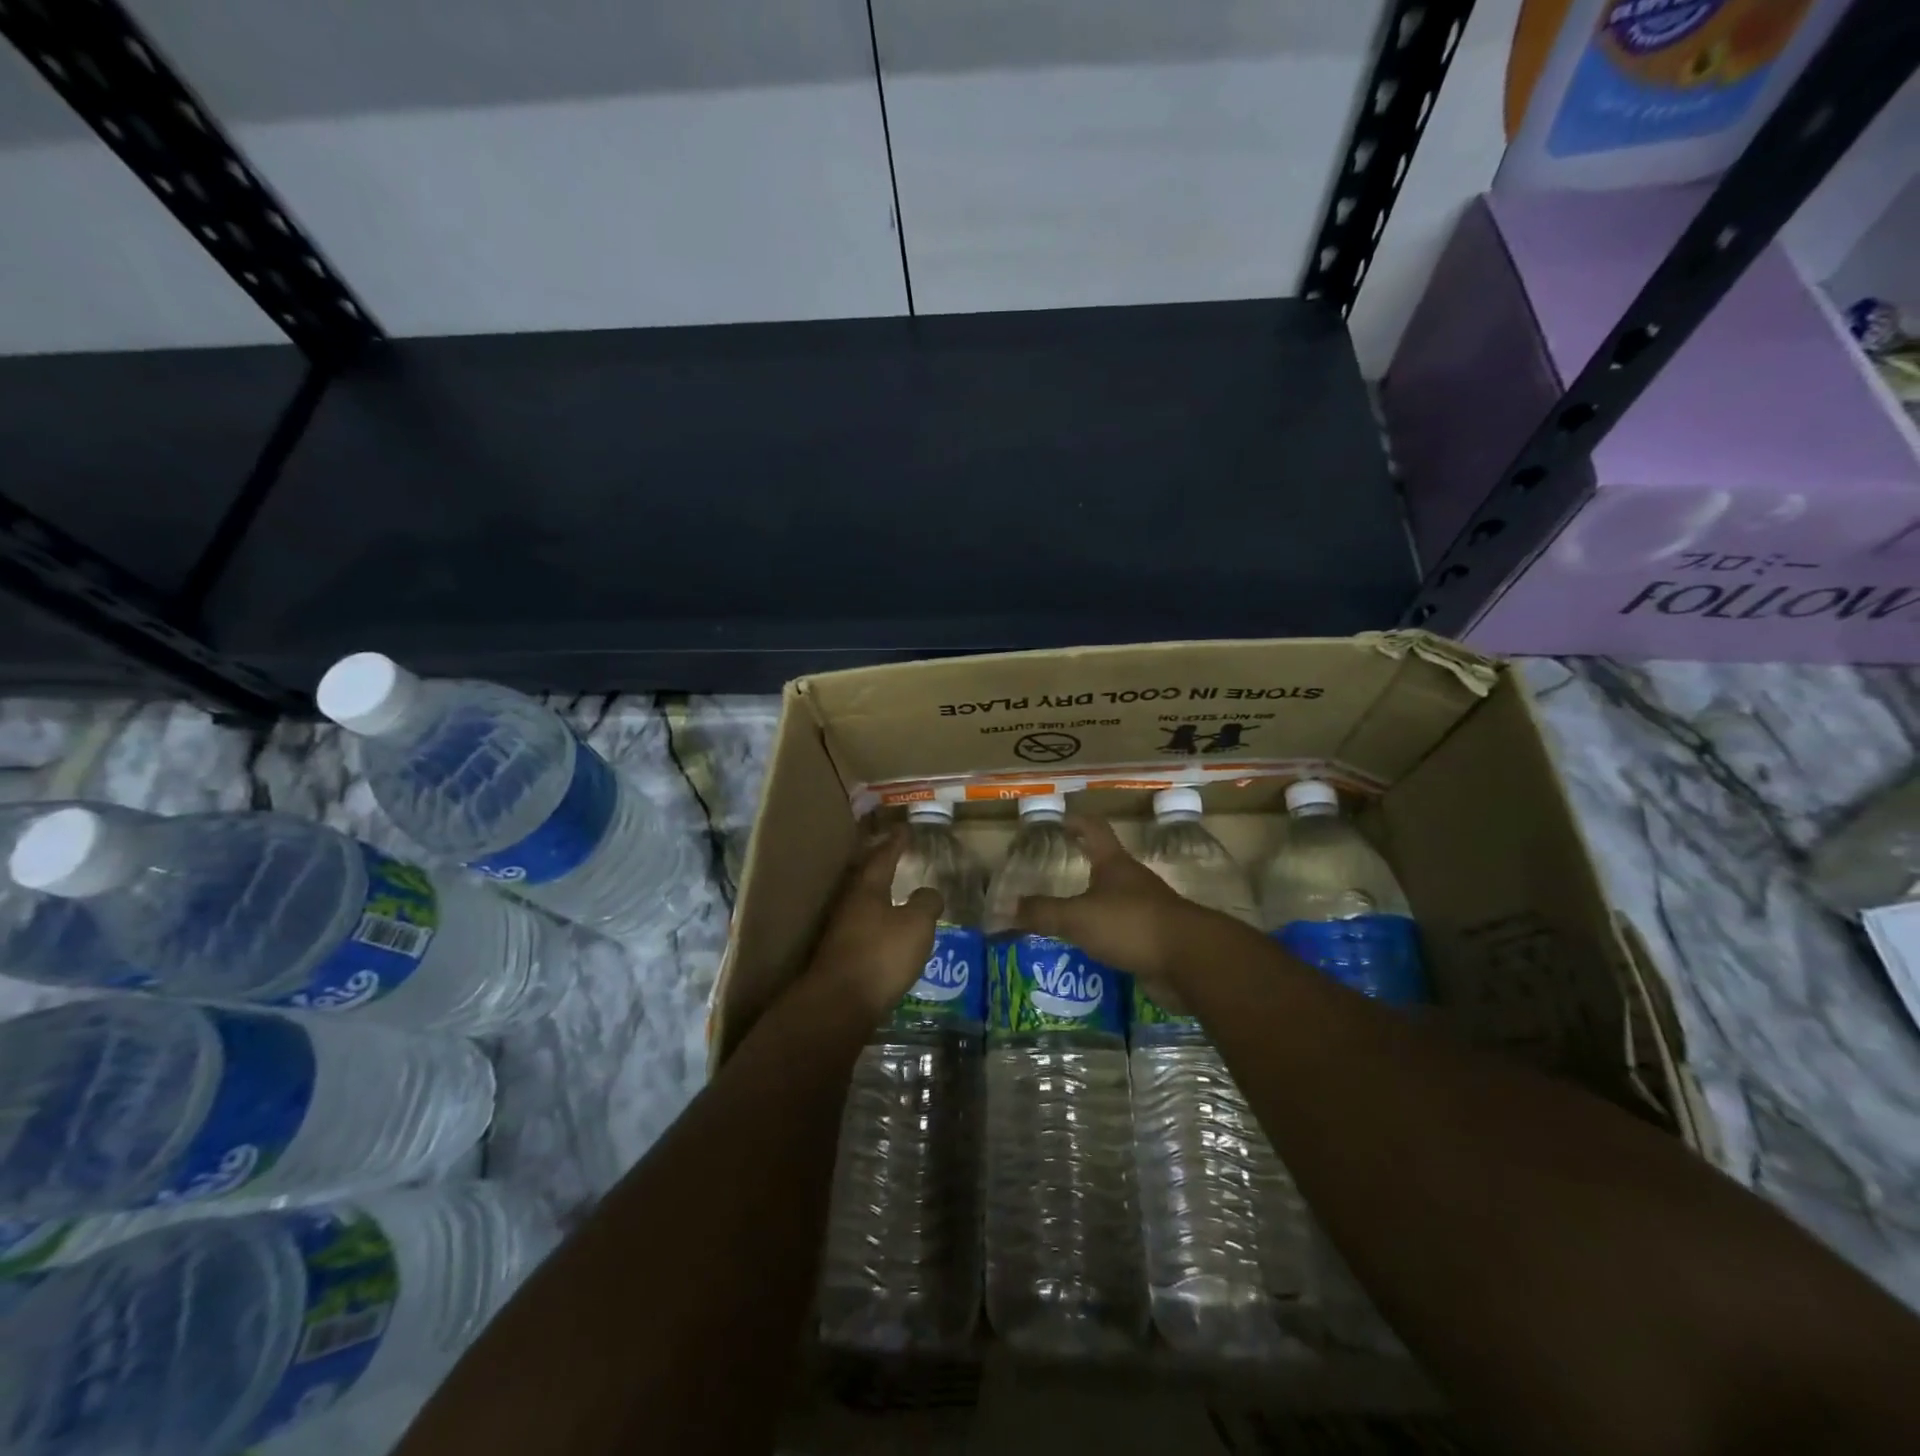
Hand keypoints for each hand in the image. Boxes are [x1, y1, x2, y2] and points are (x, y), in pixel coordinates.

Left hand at [807, 828, 942, 1021]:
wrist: (839, 1004)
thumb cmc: (881, 955)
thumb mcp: (916, 925)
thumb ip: (926, 904)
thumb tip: (928, 892)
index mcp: (867, 890)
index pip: (883, 858)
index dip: (895, 843)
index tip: (904, 829)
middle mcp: (850, 905)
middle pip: (866, 878)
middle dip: (881, 865)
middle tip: (895, 854)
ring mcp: (841, 932)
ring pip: (862, 904)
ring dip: (878, 895)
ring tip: (893, 892)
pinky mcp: (840, 957)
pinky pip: (862, 928)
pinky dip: (876, 922)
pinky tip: (886, 932)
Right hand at [1010, 815, 1214, 1008]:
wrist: (1190, 958)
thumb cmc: (1131, 923)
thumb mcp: (1078, 917)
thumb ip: (1043, 913)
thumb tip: (1006, 909)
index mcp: (1114, 864)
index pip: (1094, 829)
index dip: (1077, 821)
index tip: (1060, 820)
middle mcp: (1133, 880)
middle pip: (1106, 865)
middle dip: (1082, 869)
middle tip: (1053, 878)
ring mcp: (1148, 909)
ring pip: (1115, 901)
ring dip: (1093, 907)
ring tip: (1066, 920)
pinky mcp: (1157, 938)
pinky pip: (1125, 931)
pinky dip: (1107, 936)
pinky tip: (1090, 951)